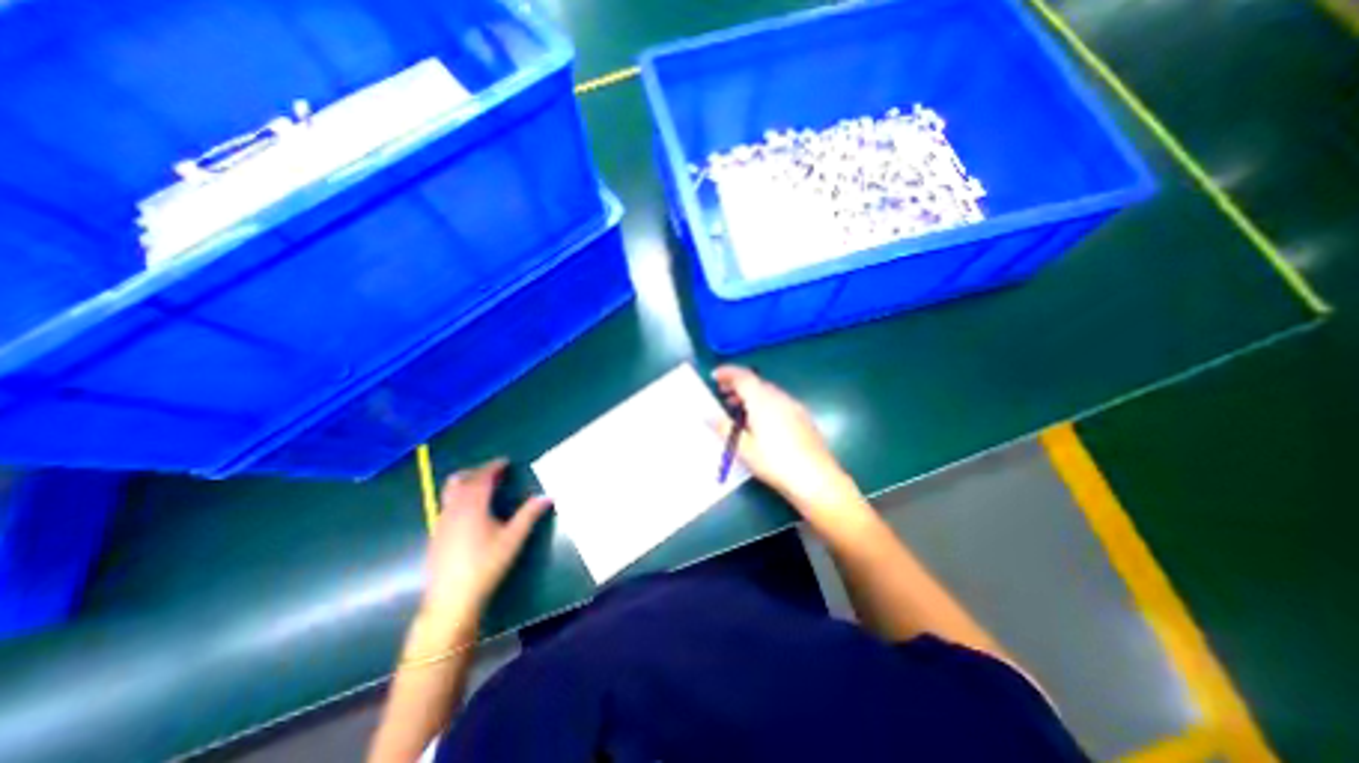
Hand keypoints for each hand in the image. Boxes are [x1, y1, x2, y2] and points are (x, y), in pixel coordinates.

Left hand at [423, 460, 549, 625]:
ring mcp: (442, 522)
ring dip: (466, 482)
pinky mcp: (436, 534)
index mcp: (473, 506)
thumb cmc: (486, 565)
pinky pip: (446, 505)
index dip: (493, 467)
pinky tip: (469, 510)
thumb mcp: (513, 539)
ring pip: (450, 492)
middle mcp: (454, 509)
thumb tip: (547, 496)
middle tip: (494, 471)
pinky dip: (458, 496)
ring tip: (481, 486)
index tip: (505, 462)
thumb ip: (529, 515)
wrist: (451, 599)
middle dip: (478, 471)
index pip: (482, 478)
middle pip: (463, 480)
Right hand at [716, 368, 852, 508]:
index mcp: (763, 400)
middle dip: (738, 385)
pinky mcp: (803, 418)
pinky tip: (761, 422)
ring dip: (751, 395)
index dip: (727, 373)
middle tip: (723, 393)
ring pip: (768, 392)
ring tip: (738, 409)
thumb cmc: (775, 462)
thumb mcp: (744, 448)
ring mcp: (794, 407)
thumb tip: (707, 415)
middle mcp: (779, 398)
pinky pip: (779, 402)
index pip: (743, 376)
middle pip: (756, 382)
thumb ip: (724, 428)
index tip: (714, 376)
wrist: (817, 479)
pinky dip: (764, 403)